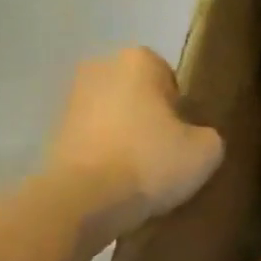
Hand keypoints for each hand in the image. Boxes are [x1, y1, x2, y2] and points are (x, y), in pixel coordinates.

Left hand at [44, 47, 222, 244]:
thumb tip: (196, 138)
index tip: (187, 136)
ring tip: (143, 174)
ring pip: (113, 118)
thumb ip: (208, 134)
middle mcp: (99, 69)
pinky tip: (118, 184)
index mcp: (138, 60)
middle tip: (168, 153)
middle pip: (138, 95)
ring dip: (126, 138)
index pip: (170, 78)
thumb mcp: (206, 150)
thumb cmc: (150, 161)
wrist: (82, 201)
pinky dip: (104, 157)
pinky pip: (93, 142)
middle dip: (151, 118)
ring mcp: (69, 102)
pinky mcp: (52, 136)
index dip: (182, 108)